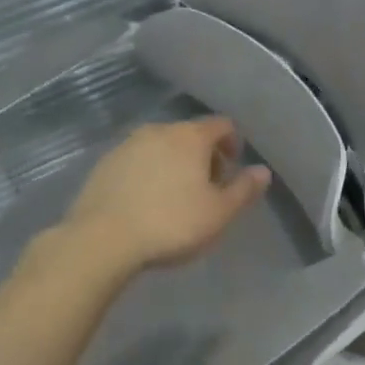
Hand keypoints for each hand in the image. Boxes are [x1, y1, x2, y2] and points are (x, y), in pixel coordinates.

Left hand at [62, 117, 271, 273]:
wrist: (102, 240)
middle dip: (204, 156)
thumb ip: (244, 189)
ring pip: (162, 146)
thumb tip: (263, 171)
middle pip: (191, 134)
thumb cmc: (172, 223)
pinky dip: (148, 172)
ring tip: (175, 197)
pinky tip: (146, 201)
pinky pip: (137, 160)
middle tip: (207, 189)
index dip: (233, 144)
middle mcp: (159, 130)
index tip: (232, 171)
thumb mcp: (219, 213)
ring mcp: (127, 144)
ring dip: (174, 163)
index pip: (222, 125)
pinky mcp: (104, 163)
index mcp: (191, 136)